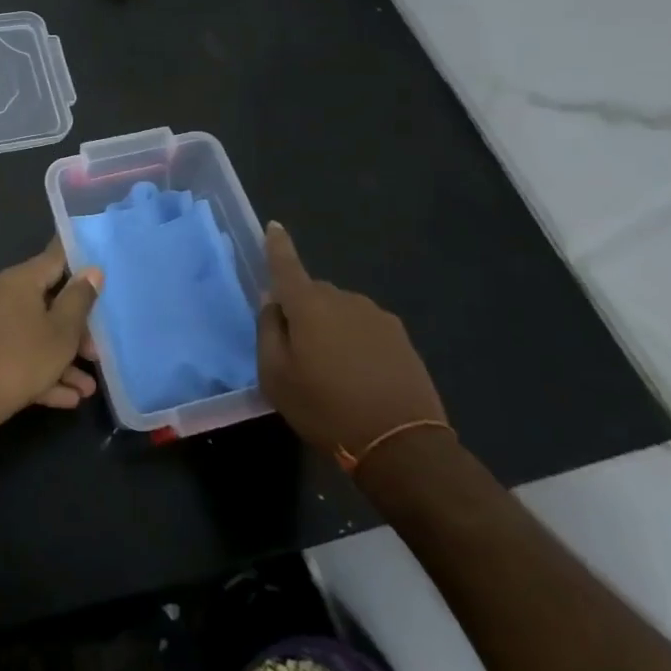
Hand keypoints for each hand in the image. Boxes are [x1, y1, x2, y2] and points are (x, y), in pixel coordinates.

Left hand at [0, 238, 101, 432]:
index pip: (55, 258)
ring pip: (33, 334)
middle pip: (46, 303)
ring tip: (86, 390)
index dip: (79, 263)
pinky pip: (15, 353)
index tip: (99, 269)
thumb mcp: (62, 332)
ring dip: (61, 359)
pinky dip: (39, 371)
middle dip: (74, 330)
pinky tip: (65, 398)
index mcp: (19, 280)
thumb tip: (91, 270)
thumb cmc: (20, 359)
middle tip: (95, 354)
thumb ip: (79, 300)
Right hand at [257, 221, 446, 465]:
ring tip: (331, 369)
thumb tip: (273, 301)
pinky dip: (355, 342)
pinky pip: (365, 328)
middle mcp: (344, 300)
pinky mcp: (401, 338)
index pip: (287, 265)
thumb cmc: (326, 409)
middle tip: (297, 349)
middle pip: (314, 292)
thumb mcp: (276, 377)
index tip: (274, 226)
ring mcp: (377, 317)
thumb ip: (268, 331)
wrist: (402, 445)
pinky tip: (359, 375)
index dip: (278, 245)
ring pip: (341, 311)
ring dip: (331, 327)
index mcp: (309, 305)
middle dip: (303, 309)